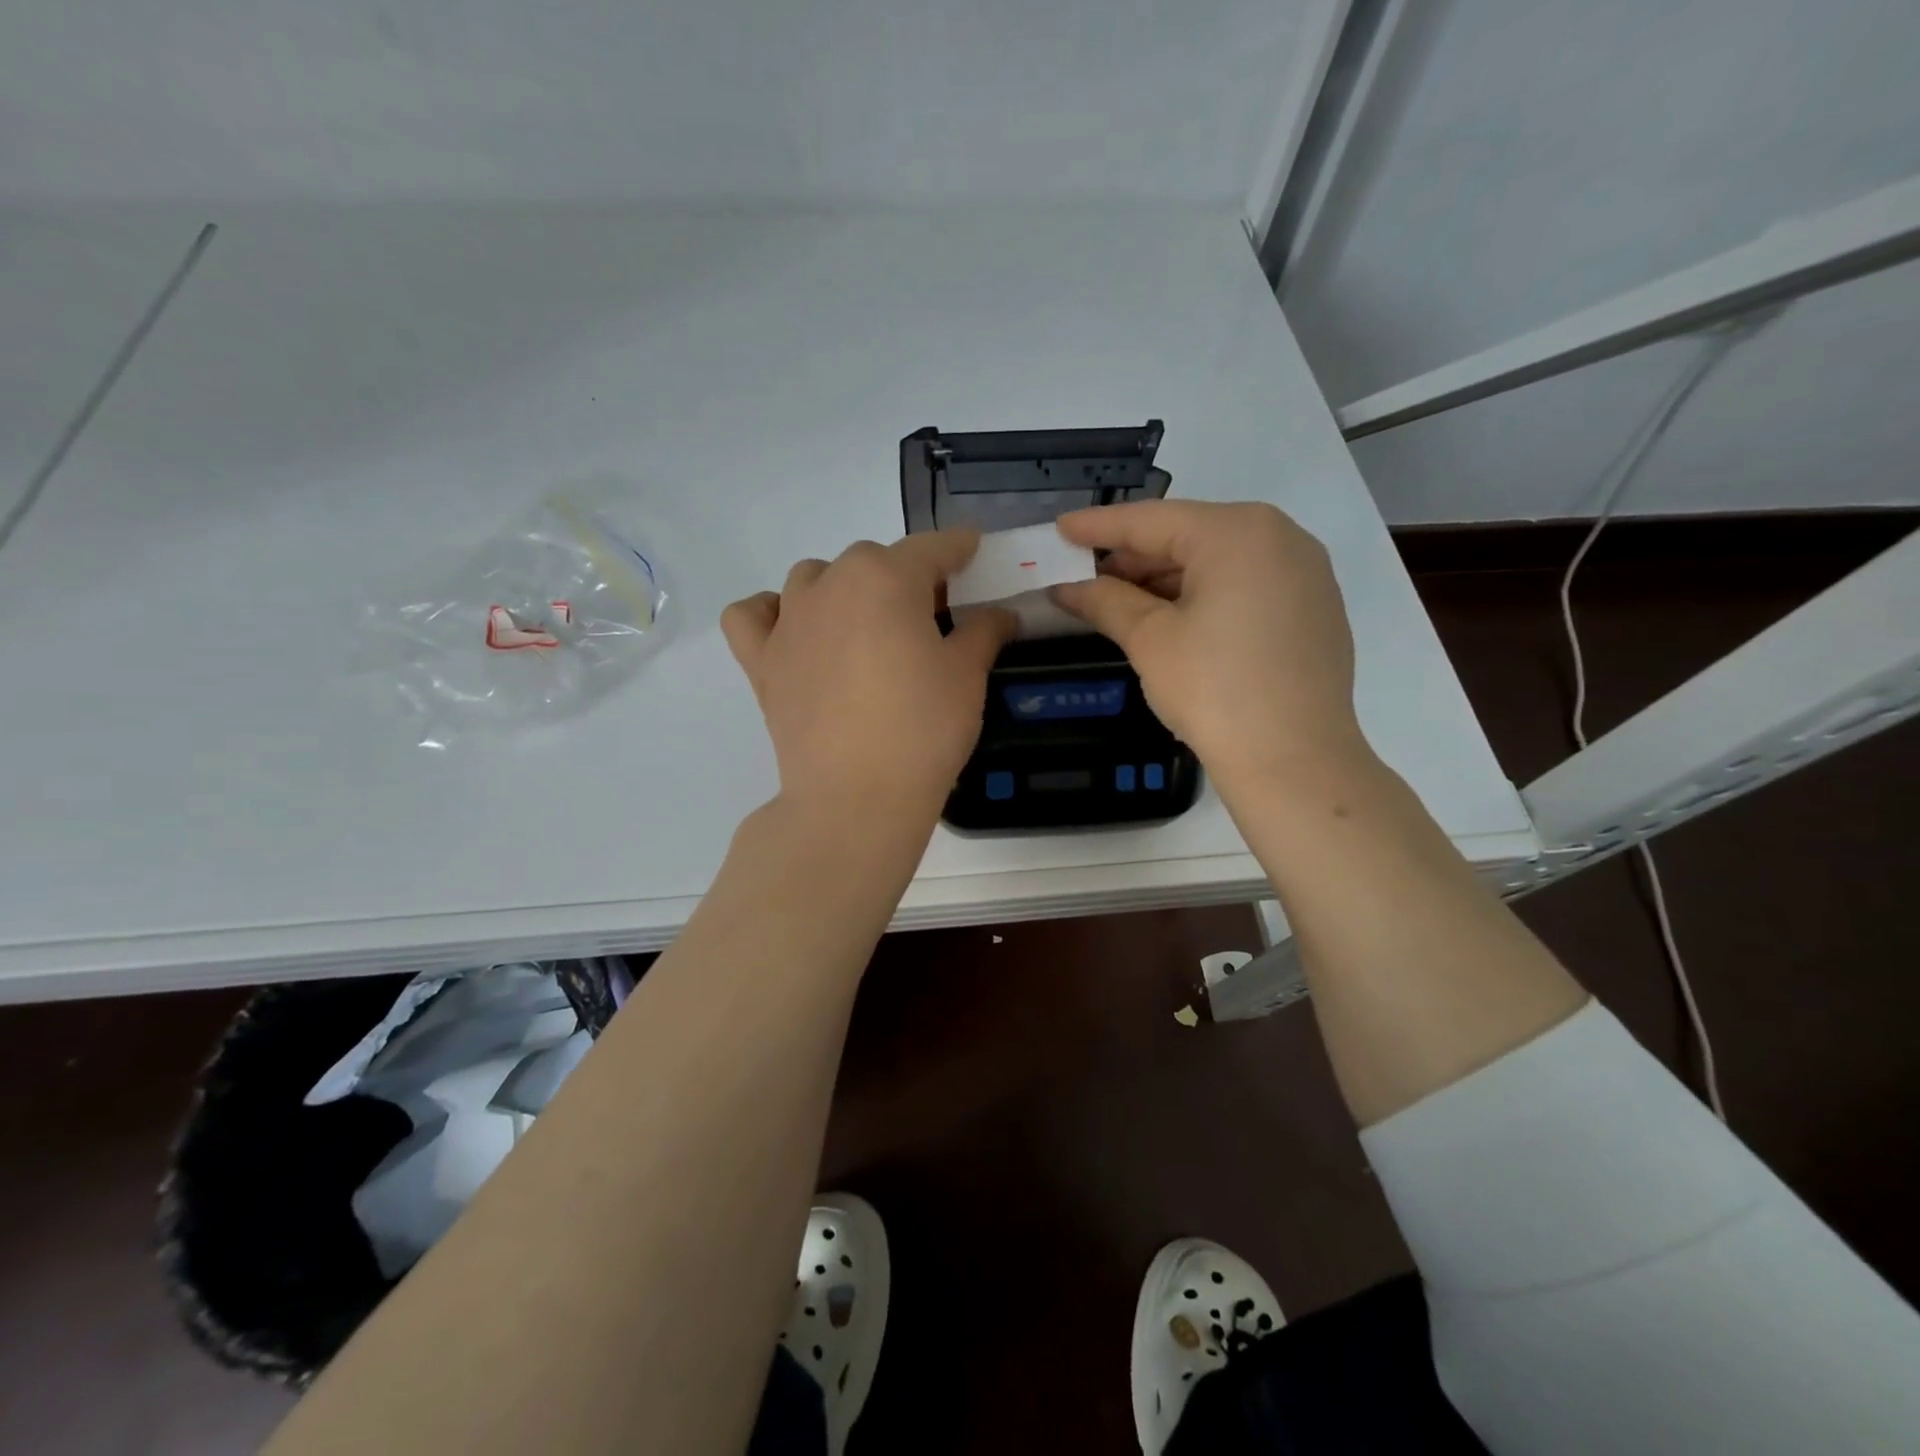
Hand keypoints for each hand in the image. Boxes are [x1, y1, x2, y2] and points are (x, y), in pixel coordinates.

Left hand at [721, 531, 1015, 828]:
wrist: (855, 798)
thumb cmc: (922, 730)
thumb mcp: (967, 676)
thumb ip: (983, 632)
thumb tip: (1000, 614)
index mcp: (885, 577)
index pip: (931, 548)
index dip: (958, 548)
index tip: (972, 551)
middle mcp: (831, 583)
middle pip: (873, 560)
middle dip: (904, 577)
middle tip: (929, 618)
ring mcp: (789, 621)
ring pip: (814, 578)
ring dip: (843, 589)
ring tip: (865, 628)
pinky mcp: (761, 661)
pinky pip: (753, 616)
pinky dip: (771, 613)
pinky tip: (795, 632)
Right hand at [1051, 500, 1368, 789]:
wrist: (1294, 760)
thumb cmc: (1214, 689)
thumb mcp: (1150, 639)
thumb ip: (1106, 602)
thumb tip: (1067, 589)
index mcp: (1238, 532)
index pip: (1152, 520)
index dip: (1100, 526)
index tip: (1061, 529)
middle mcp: (1280, 537)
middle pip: (1190, 536)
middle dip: (1135, 558)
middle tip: (1086, 576)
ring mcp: (1305, 573)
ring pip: (1219, 562)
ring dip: (1167, 579)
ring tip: (1121, 602)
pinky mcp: (1314, 608)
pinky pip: (1247, 585)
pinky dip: (1205, 595)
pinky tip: (1174, 620)